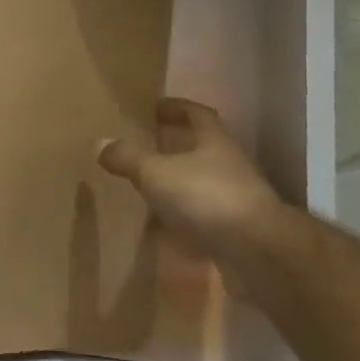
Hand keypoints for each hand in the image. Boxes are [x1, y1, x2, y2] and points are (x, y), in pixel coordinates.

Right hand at [98, 98, 284, 257]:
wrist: (258, 252)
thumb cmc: (206, 197)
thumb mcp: (155, 172)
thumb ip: (128, 157)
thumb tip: (101, 143)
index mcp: (215, 141)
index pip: (197, 114)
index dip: (176, 108)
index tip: (155, 108)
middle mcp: (230, 165)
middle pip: (202, 148)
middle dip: (175, 147)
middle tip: (145, 148)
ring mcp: (237, 199)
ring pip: (202, 184)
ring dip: (179, 185)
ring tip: (149, 190)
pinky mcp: (237, 231)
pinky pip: (204, 218)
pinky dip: (185, 220)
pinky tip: (164, 229)